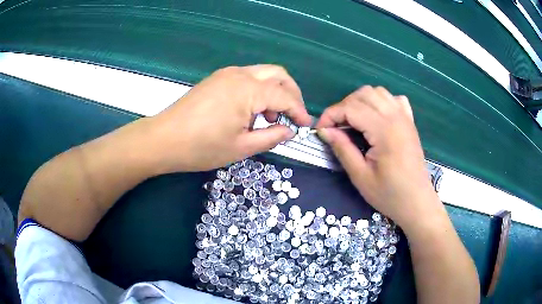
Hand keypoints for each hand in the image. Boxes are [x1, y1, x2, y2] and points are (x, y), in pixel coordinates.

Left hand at [146, 65, 311, 172]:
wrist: (163, 139)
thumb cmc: (202, 147)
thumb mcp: (242, 147)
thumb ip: (271, 137)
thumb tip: (289, 130)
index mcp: (249, 90)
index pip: (285, 96)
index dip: (299, 111)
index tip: (305, 125)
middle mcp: (240, 74)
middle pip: (278, 74)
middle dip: (292, 93)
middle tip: (293, 116)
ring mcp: (226, 74)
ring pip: (263, 73)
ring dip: (275, 91)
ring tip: (270, 117)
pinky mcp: (217, 78)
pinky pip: (248, 77)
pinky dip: (259, 89)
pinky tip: (252, 110)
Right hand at [315, 86, 440, 229]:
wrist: (417, 202)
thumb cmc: (389, 194)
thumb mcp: (360, 176)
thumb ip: (342, 149)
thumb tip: (324, 130)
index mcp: (384, 130)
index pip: (350, 108)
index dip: (330, 115)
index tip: (320, 130)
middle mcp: (396, 117)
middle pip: (363, 94)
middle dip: (344, 106)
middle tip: (336, 128)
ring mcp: (405, 117)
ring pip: (378, 92)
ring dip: (361, 101)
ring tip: (354, 121)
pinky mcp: (410, 122)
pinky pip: (394, 99)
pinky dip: (381, 101)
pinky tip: (376, 117)